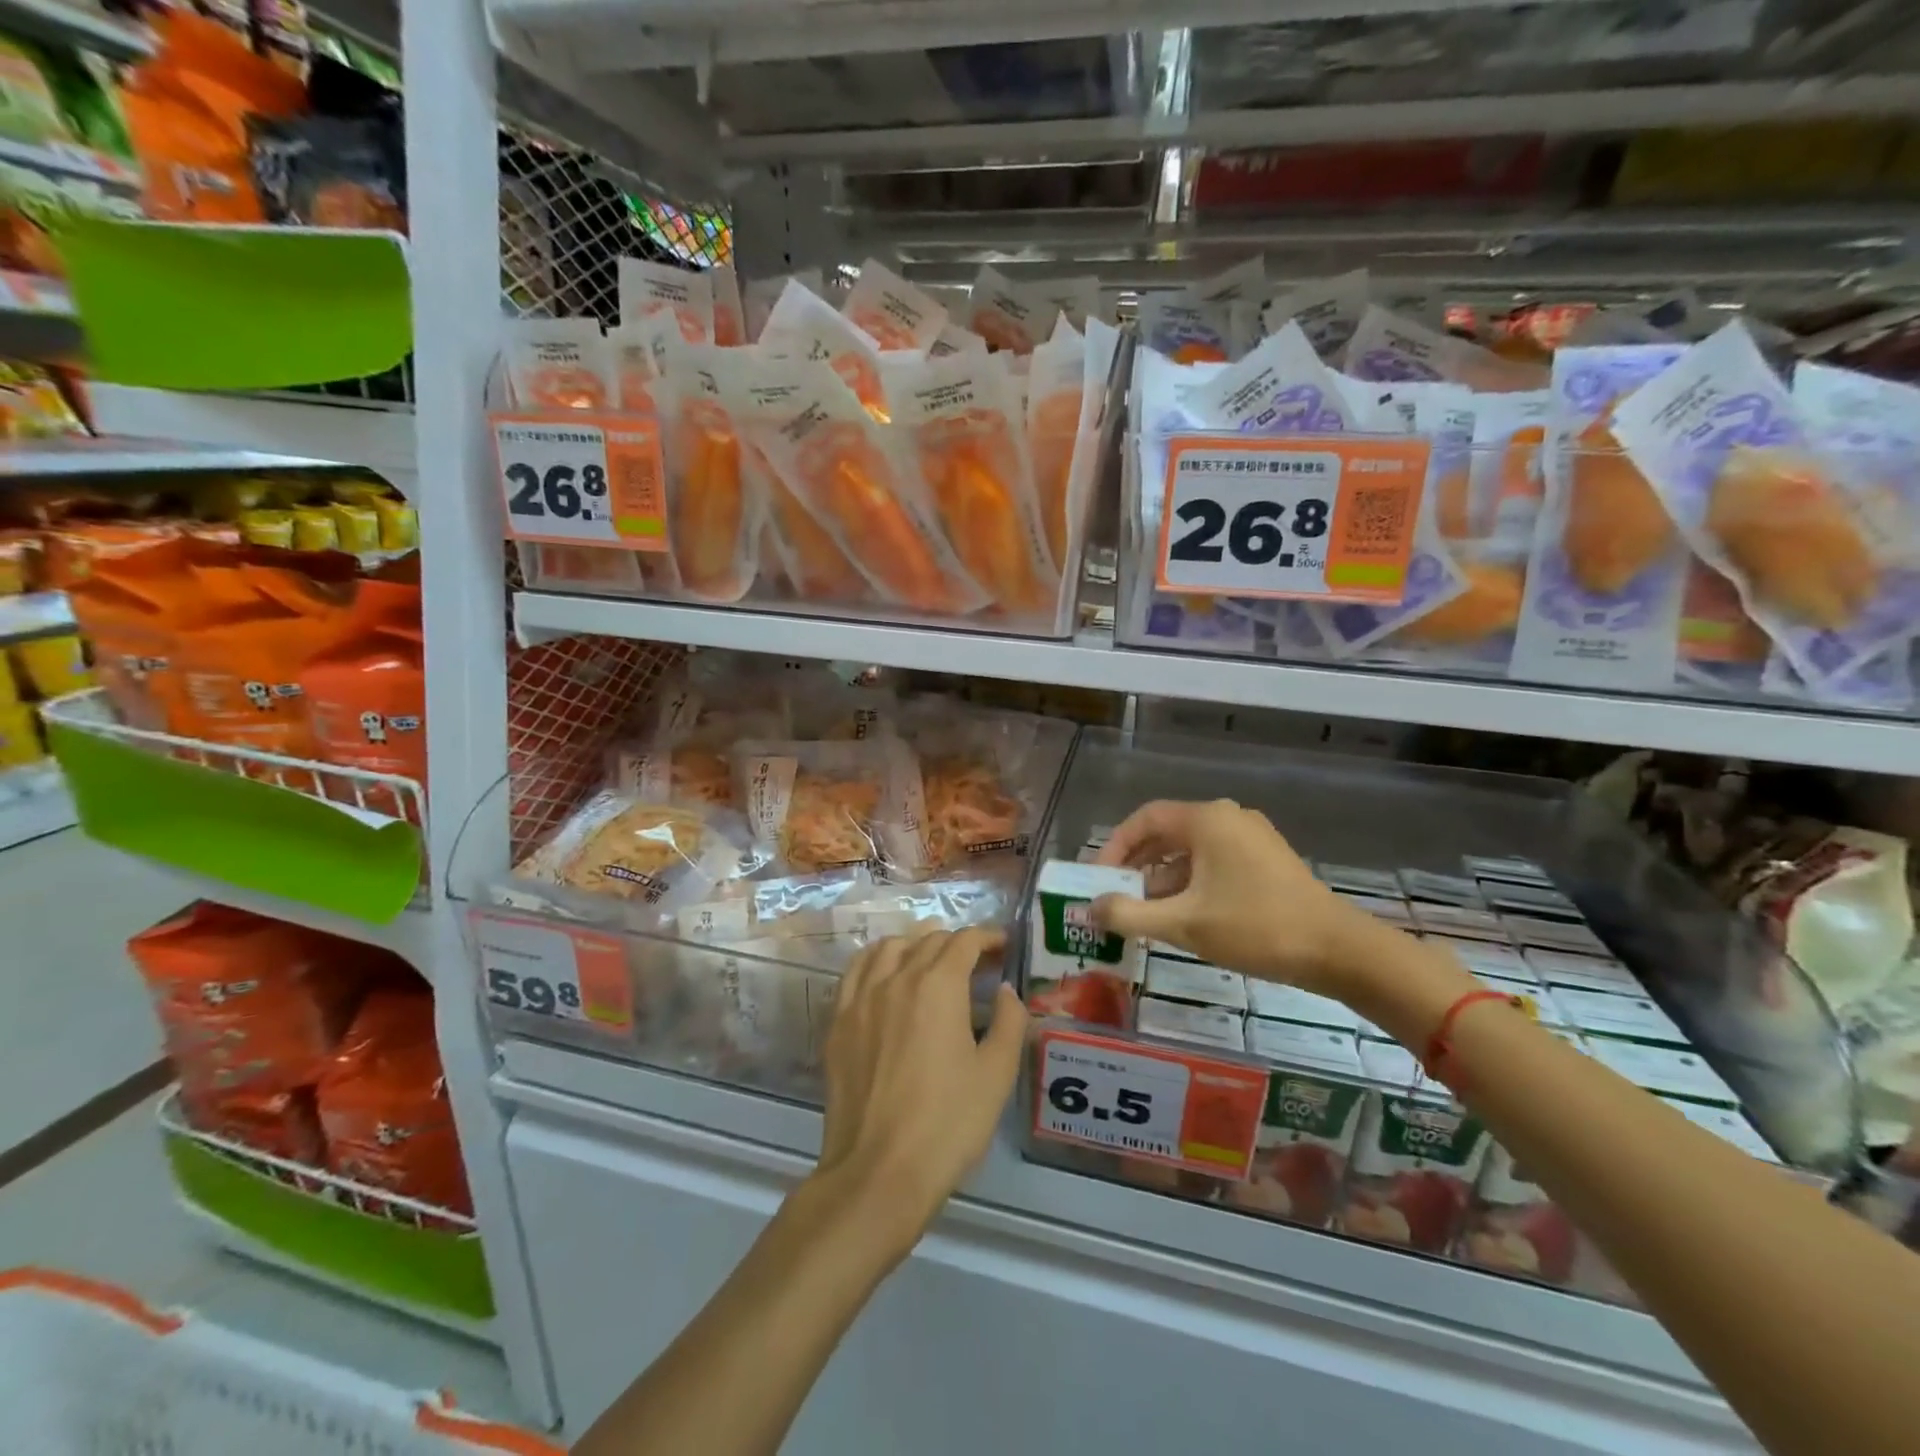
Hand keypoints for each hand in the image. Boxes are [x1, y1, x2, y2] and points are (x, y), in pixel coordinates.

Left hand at [812, 928, 1026, 1258]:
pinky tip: (885, 976)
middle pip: (928, 941)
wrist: (878, 1172)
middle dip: (957, 944)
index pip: (964, 942)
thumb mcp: (996, 1075)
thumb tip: (1006, 991)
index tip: (1004, 946)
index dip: (988, 938)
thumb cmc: (947, 1123)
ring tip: (930, 961)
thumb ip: (1008, 1023)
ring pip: (888, 948)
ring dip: (915, 945)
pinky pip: (855, 971)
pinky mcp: (838, 1022)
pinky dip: (876, 961)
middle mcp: (896, 978)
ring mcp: (860, 998)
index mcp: (938, 985)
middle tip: (977, 963)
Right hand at [1093, 799, 1388, 1001]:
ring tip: (1145, 912)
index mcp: (1206, 820)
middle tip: (1116, 896)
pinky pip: (1214, 861)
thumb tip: (1090, 909)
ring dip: (1163, 878)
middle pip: (1167, 833)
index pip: (1144, 819)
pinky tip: (1184, 915)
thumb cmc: (1256, 927)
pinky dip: (1191, 882)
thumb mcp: (1184, 924)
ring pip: (1191, 850)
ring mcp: (1251, 837)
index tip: (1098, 879)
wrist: (1338, 950)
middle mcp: (1227, 817)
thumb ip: (1130, 914)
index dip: (1115, 846)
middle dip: (1137, 865)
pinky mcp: (1266, 859)